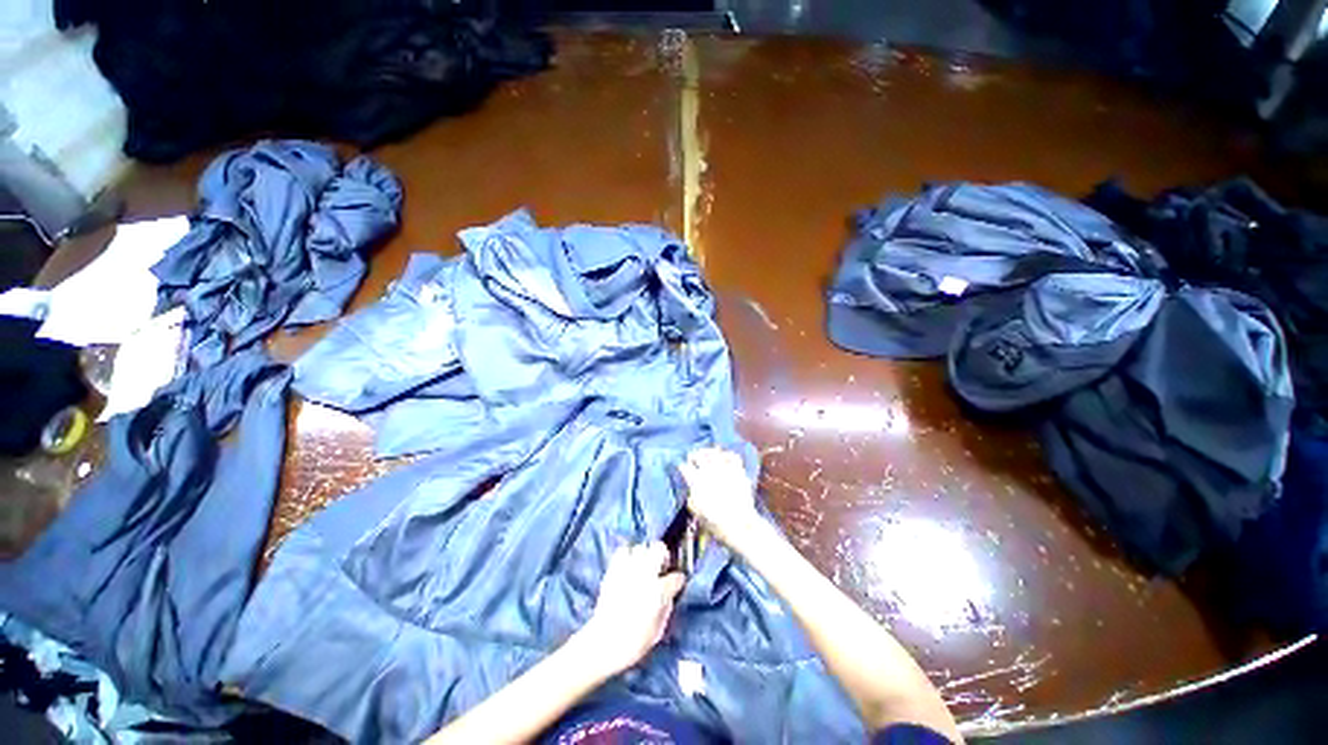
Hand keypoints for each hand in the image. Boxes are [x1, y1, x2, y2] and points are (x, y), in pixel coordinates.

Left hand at [578, 542, 684, 675]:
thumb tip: (669, 596)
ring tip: (642, 566)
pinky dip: (627, 555)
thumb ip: (667, 608)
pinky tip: (628, 566)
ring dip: (644, 555)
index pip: (676, 577)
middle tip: (660, 567)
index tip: (676, 584)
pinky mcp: (613, 570)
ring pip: (641, 547)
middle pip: (659, 548)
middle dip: (663, 555)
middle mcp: (645, 575)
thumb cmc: (633, 643)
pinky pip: (622, 551)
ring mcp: (628, 570)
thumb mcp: (658, 631)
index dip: (678, 581)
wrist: (603, 642)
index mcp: (658, 591)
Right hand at [679, 448, 761, 549]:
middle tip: (692, 457)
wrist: (740, 525)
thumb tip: (692, 490)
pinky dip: (727, 454)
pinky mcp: (738, 471)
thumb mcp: (697, 513)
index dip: (681, 466)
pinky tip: (724, 456)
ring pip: (714, 452)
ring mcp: (725, 469)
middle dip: (693, 455)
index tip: (681, 466)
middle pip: (698, 455)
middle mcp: (709, 471)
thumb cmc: (716, 523)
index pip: (685, 467)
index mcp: (697, 481)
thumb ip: (692, 498)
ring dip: (708, 451)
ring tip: (706, 453)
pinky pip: (732, 456)